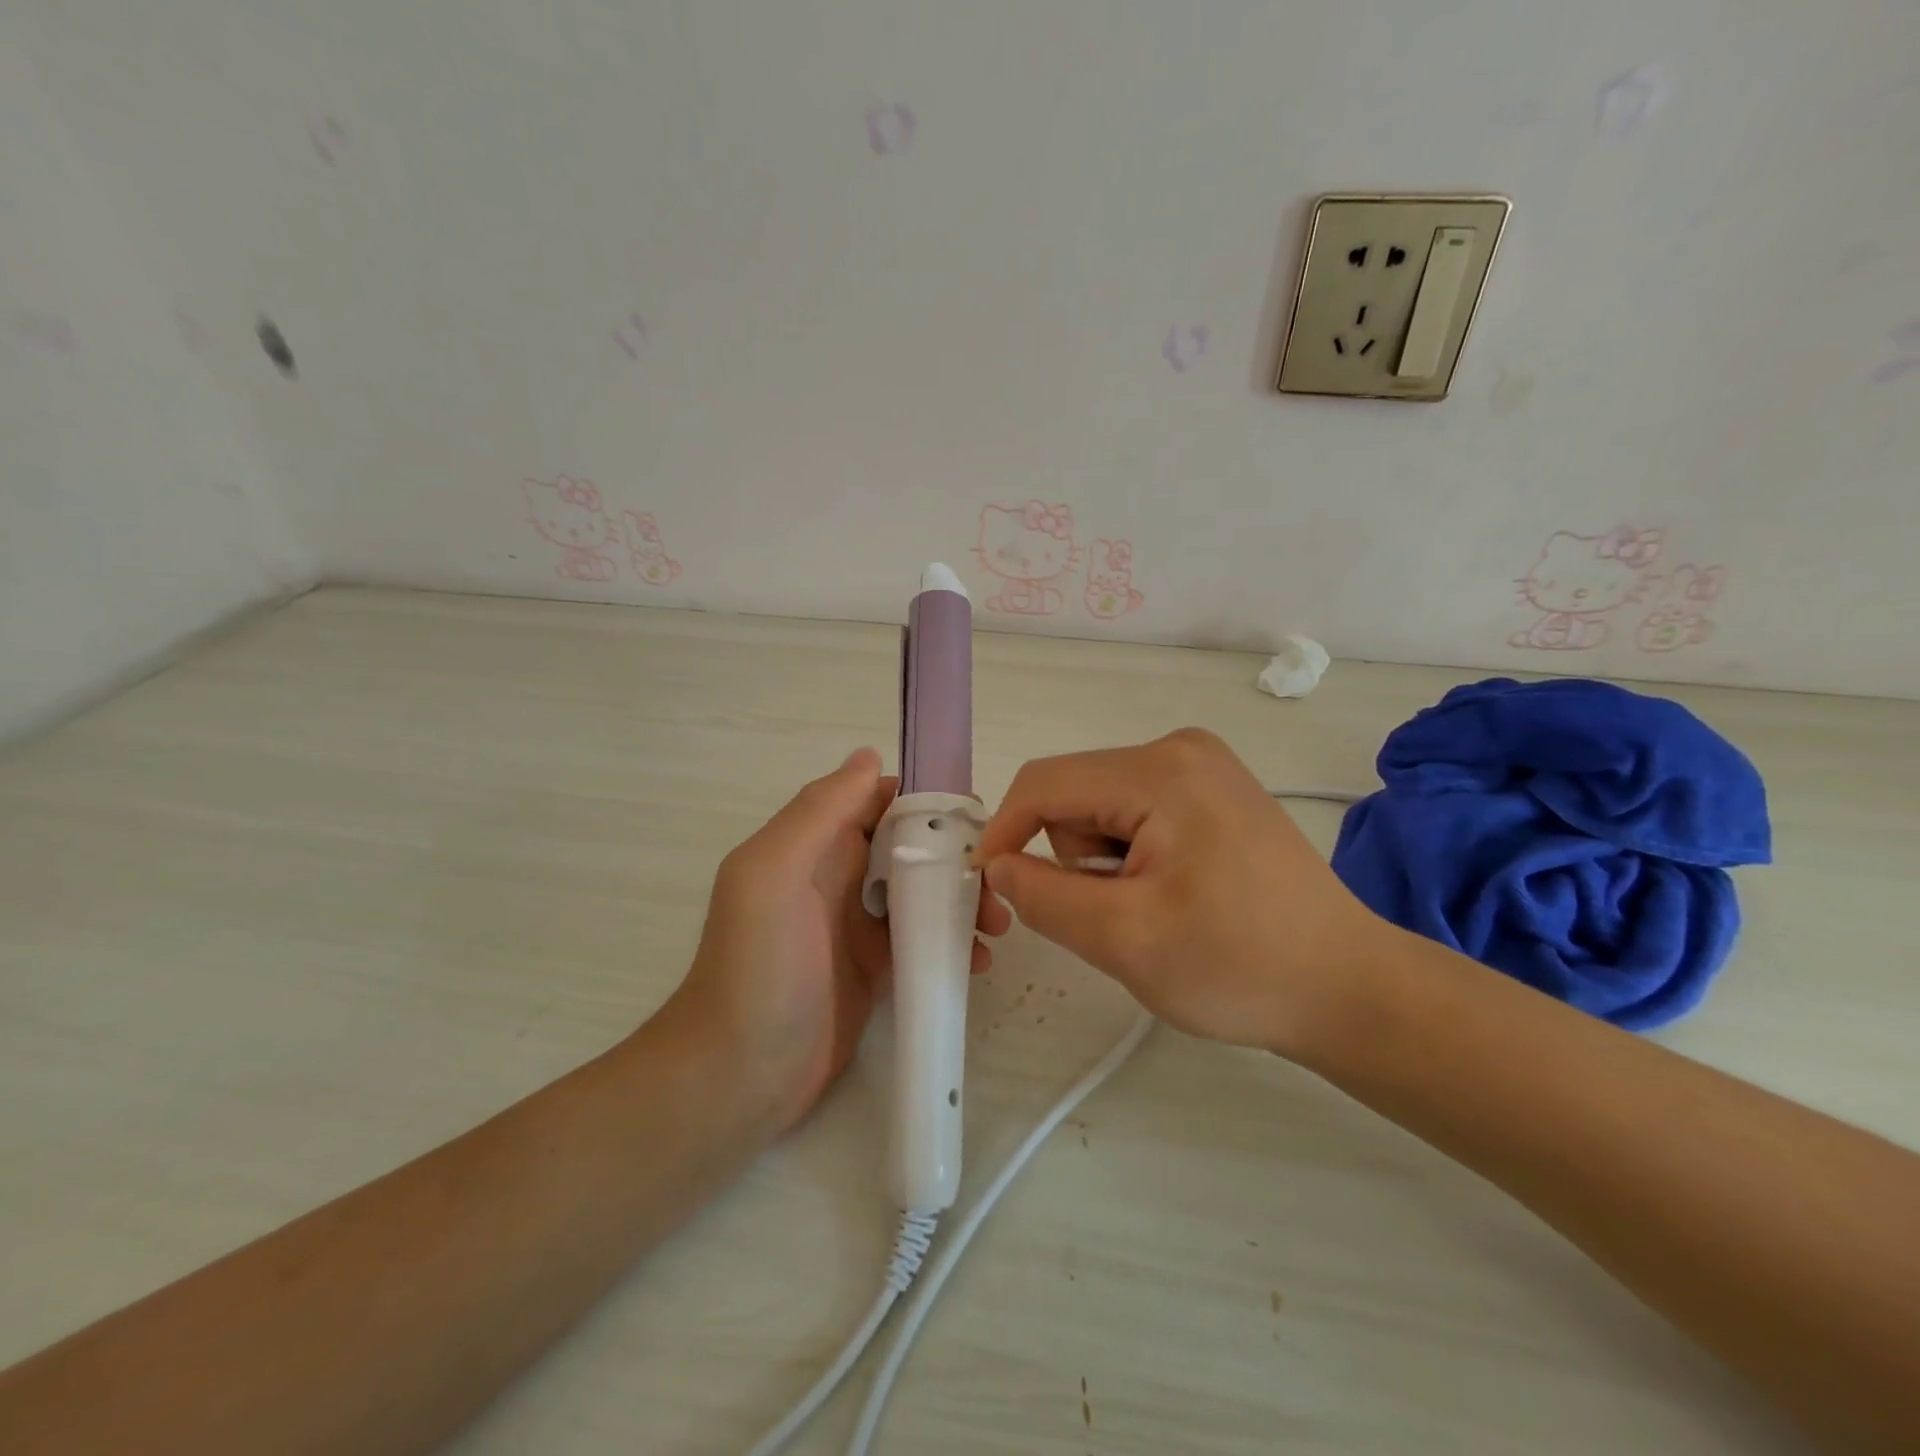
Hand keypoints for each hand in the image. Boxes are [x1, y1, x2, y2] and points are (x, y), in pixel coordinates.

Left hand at [666, 748, 1010, 1135]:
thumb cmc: (757, 967)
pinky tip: (979, 961)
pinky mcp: (876, 969)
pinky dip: (955, 943)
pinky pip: (924, 940)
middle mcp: (837, 876)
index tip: (975, 818)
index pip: (879, 802)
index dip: (926, 802)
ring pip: (924, 892)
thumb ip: (819, 811)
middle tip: (996, 879)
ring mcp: (858, 925)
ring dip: (962, 899)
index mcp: (814, 845)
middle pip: (910, 846)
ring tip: (997, 924)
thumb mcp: (773, 874)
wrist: (738, 1075)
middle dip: (956, 855)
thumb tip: (869, 756)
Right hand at [974, 728, 1390, 1057]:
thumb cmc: (1239, 966)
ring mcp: (1200, 767)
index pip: (1044, 784)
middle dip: (1075, 860)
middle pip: (1074, 796)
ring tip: (1154, 910)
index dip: (1004, 833)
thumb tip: (998, 866)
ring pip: (1100, 810)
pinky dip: (1130, 859)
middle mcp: (1178, 749)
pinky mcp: (1211, 792)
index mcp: (1160, 770)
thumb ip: (1044, 897)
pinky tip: (1174, 895)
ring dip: (1104, 865)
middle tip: (1119, 916)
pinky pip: (1134, 816)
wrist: (1346, 988)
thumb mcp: (1125, 939)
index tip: (991, 889)